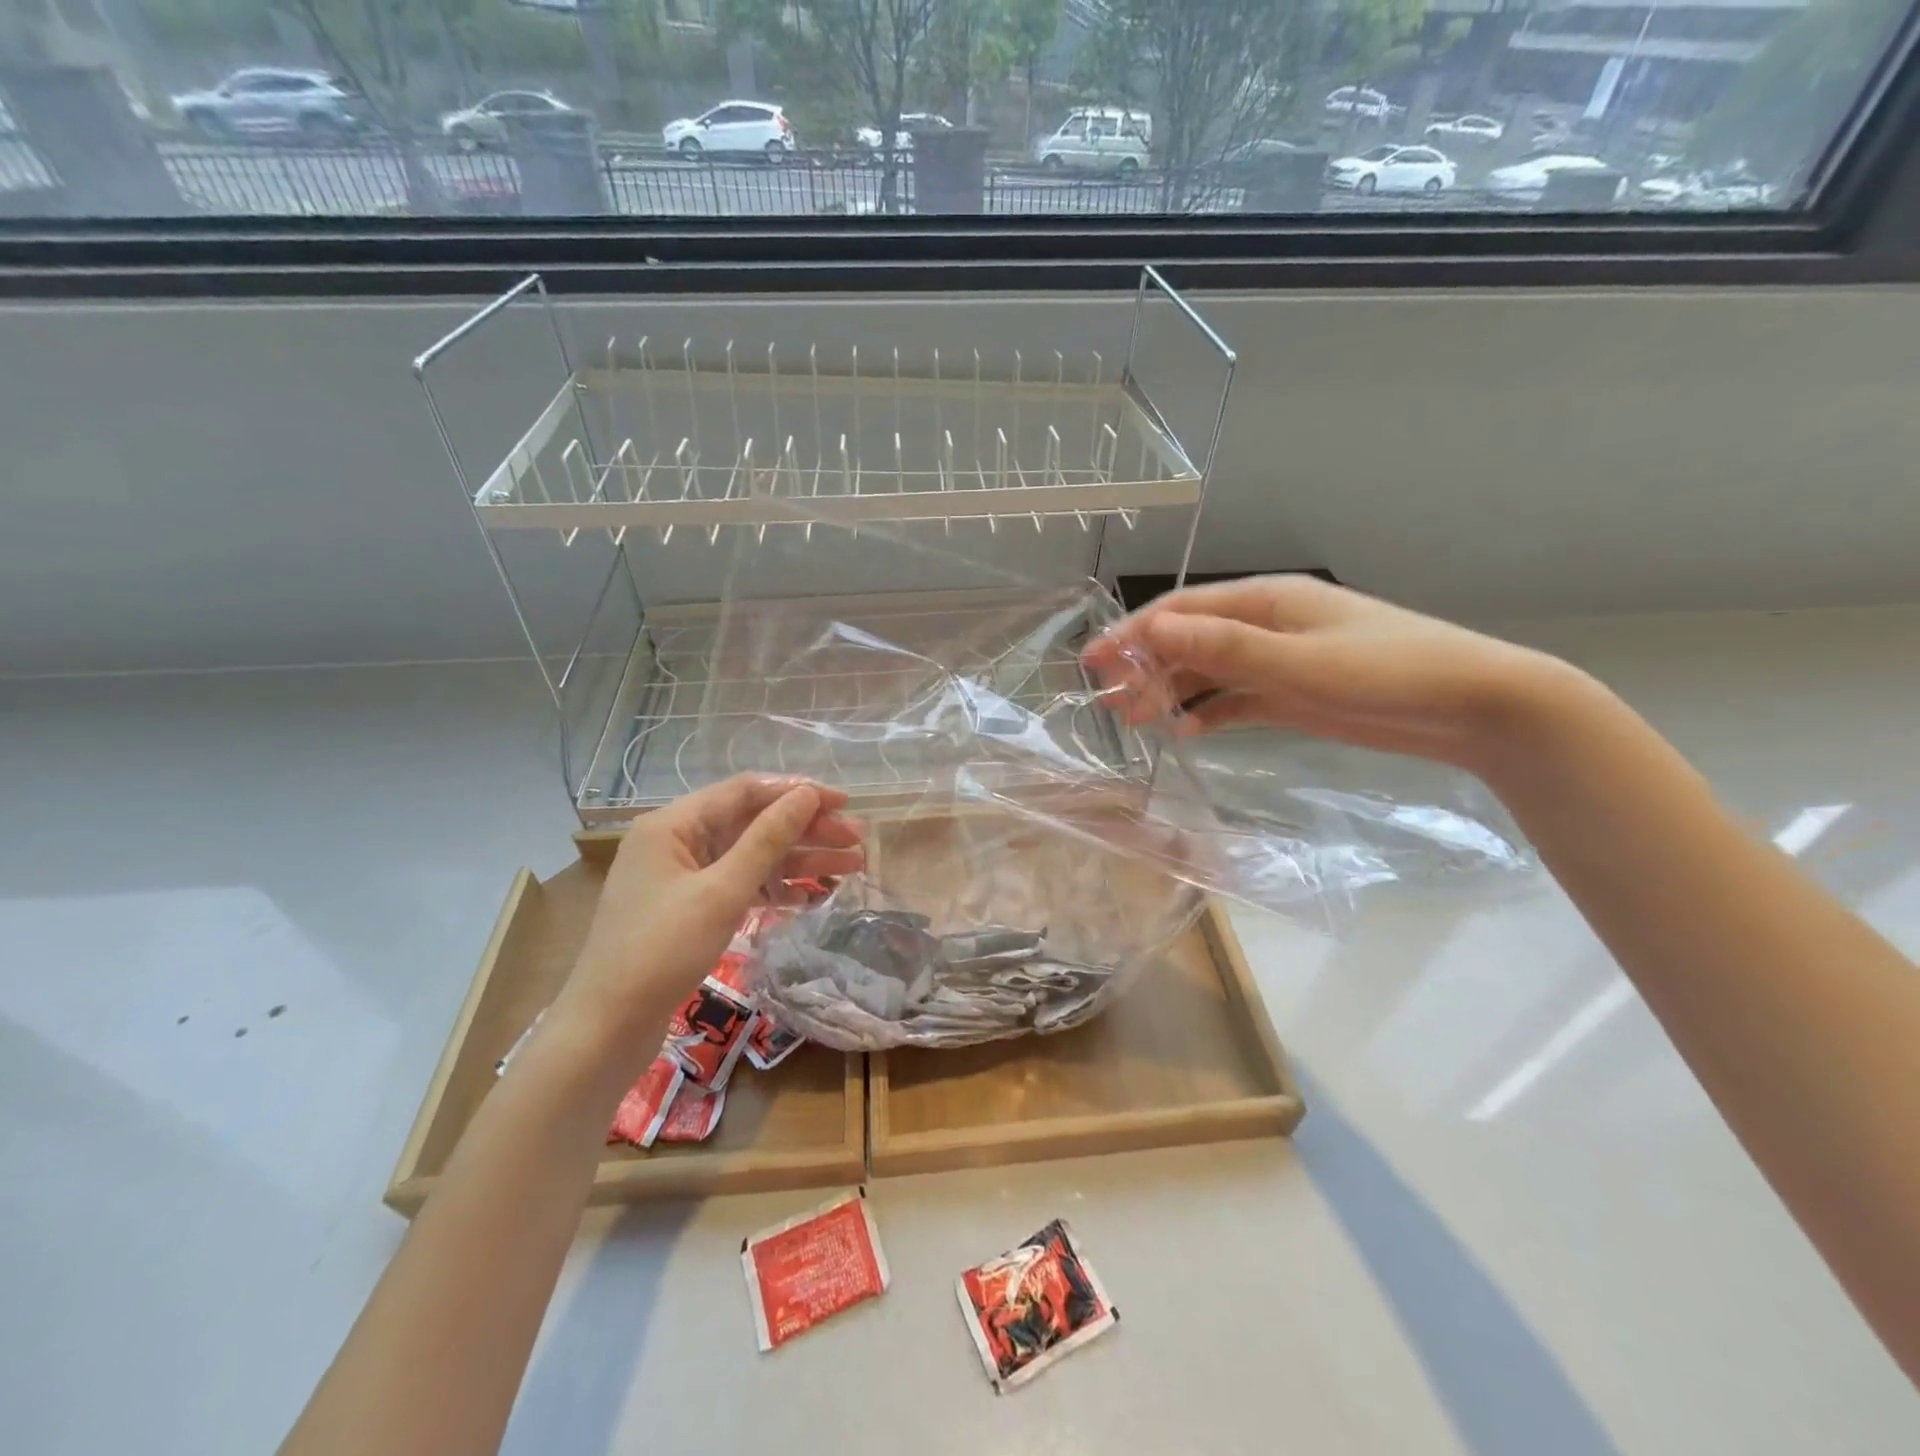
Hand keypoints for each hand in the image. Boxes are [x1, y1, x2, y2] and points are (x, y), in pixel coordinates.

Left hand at [549, 775, 863, 1072]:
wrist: (607, 1029)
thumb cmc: (661, 951)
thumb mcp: (722, 891)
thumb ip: (767, 839)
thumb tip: (807, 794)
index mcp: (674, 824)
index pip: (746, 791)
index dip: (798, 793)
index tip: (845, 802)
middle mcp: (678, 842)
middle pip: (753, 823)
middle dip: (807, 830)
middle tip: (857, 841)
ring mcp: (683, 878)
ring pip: (752, 857)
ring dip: (800, 861)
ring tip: (852, 868)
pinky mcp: (691, 909)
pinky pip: (742, 886)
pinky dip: (776, 889)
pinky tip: (815, 896)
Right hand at [1084, 575, 1569, 774]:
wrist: (1474, 706)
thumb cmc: (1388, 673)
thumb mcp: (1300, 662)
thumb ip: (1226, 649)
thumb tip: (1155, 630)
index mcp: (1265, 602)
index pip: (1182, 612)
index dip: (1133, 634)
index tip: (1094, 662)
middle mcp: (1266, 626)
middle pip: (1188, 642)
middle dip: (1145, 668)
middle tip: (1111, 705)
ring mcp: (1279, 661)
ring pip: (1207, 673)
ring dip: (1171, 693)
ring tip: (1138, 722)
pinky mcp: (1292, 695)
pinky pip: (1235, 700)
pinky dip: (1208, 712)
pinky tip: (1186, 732)